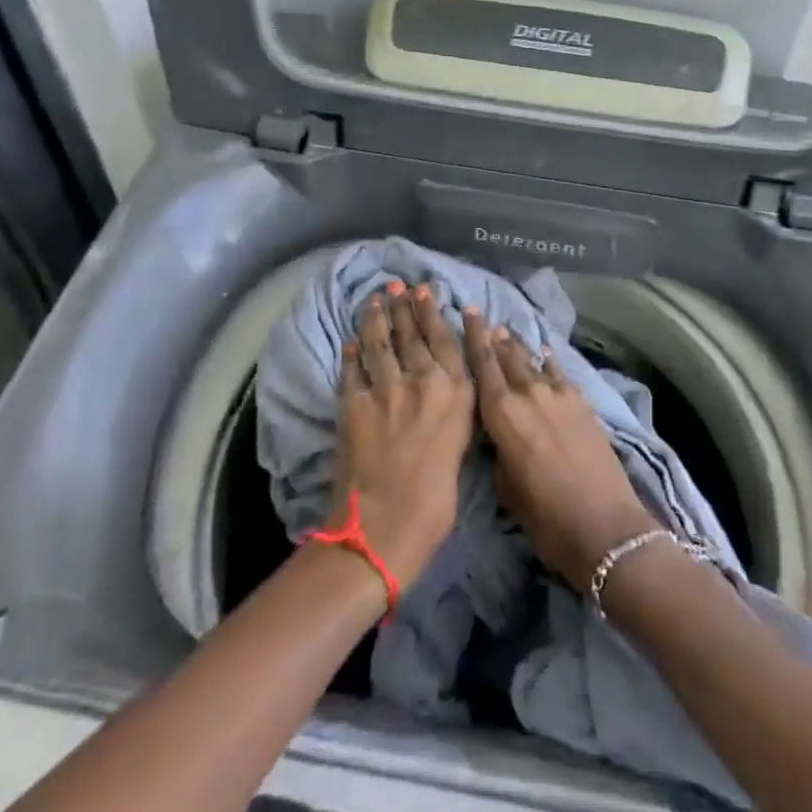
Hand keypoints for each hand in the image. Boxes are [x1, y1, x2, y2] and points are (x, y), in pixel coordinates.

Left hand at [331, 282, 476, 590]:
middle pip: (411, 333)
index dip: (432, 312)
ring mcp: (386, 388)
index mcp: (456, 394)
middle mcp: (424, 380)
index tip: (425, 291)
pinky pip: (352, 368)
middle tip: (397, 285)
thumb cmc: (435, 502)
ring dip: (375, 317)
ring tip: (374, 299)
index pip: (445, 340)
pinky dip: (351, 352)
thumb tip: (442, 394)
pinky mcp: (354, 402)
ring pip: (379, 341)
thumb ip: (452, 413)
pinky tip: (350, 341)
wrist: (384, 527)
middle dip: (403, 306)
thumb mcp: (460, 448)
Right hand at [463, 312, 653, 591]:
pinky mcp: (582, 402)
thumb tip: (499, 432)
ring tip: (508, 332)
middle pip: (507, 356)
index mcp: (501, 412)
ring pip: (532, 361)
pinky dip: (548, 363)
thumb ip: (497, 449)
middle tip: (484, 318)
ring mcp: (558, 394)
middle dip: (494, 337)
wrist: (603, 525)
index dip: (473, 336)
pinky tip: (544, 354)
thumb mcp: (505, 486)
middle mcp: (527, 393)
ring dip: (518, 347)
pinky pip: (558, 374)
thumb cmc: (544, 516)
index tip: (469, 311)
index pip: (482, 364)